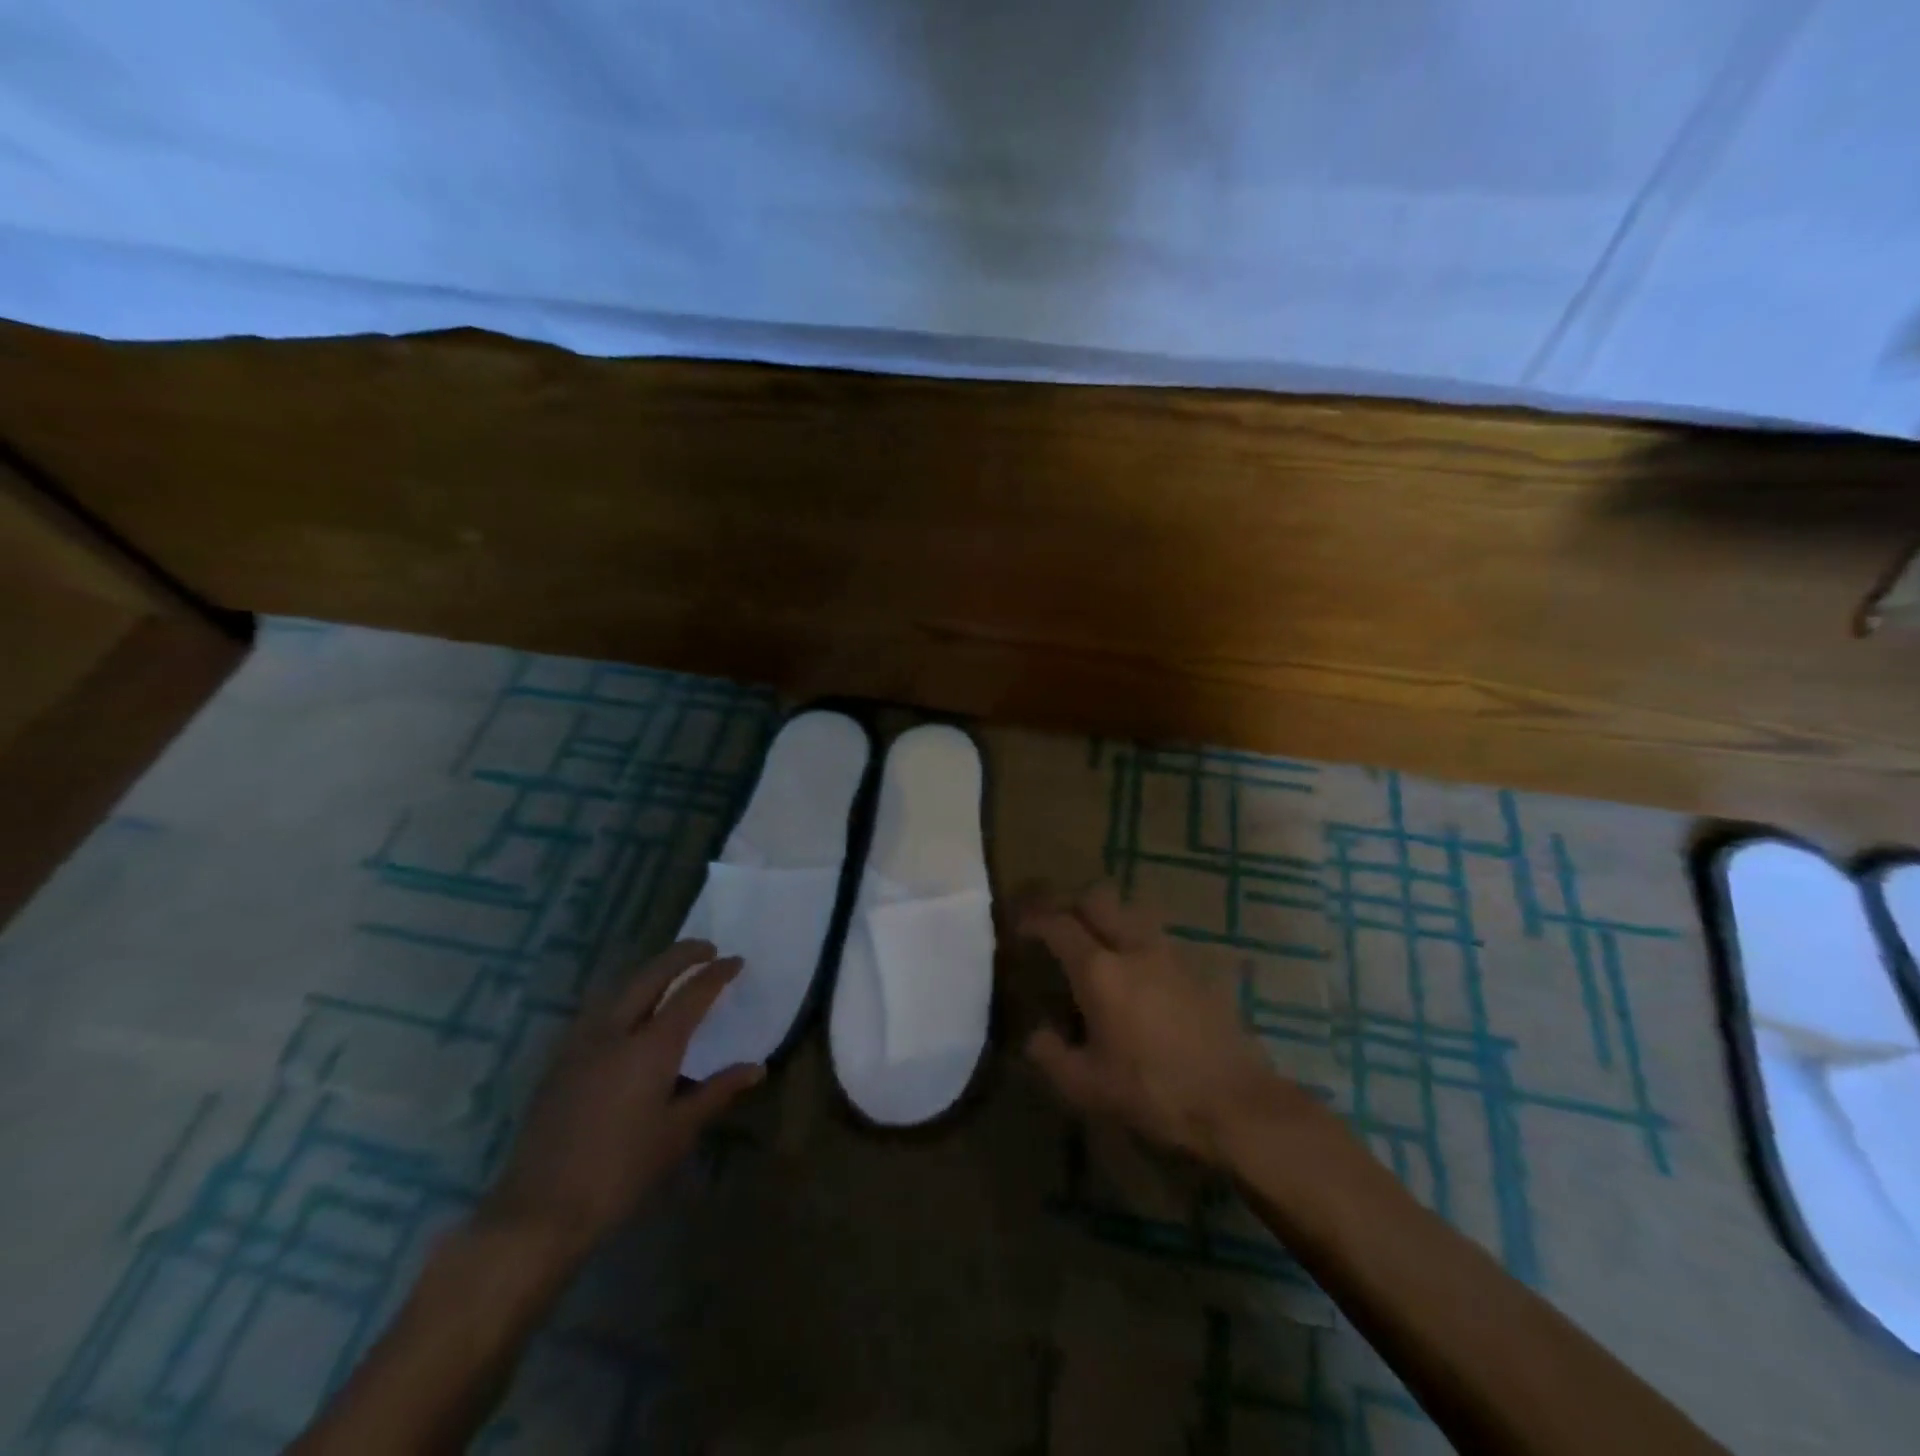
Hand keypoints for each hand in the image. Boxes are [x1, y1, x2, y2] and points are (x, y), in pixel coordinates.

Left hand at [480, 940, 763, 1260]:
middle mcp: (615, 1031)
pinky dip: (624, 995)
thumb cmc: (620, 1172)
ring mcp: (582, 1043)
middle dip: (681, 955)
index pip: (691, 994)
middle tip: (707, 949)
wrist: (539, 1211)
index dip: (716, 974)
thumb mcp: (677, 1133)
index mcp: (650, 1047)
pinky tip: (630, 1012)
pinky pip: (599, 1010)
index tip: (736, 961)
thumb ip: (717, 1092)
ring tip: (671, 973)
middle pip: (651, 975)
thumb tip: (757, 1068)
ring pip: (620, 987)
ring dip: (650, 971)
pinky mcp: (560, 1060)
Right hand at [1015, 882, 1326, 1167]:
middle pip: (1097, 898)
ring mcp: (1170, 953)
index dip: (1034, 919)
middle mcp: (1134, 947)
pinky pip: (1156, 937)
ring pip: (1130, 912)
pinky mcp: (1197, 968)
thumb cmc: (1154, 1093)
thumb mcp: (1088, 1087)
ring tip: (1095, 947)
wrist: (1236, 1102)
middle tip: (1057, 925)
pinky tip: (1136, 974)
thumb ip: (1051, 1055)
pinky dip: (1135, 940)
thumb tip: (1036, 1034)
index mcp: (1100, 971)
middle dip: (1070, 903)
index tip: (1019, 926)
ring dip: (1106, 918)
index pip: (1058, 924)